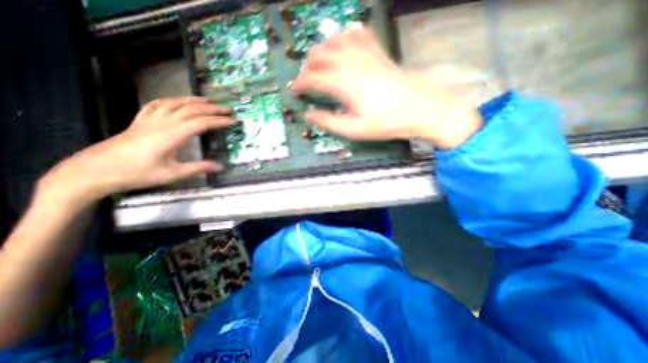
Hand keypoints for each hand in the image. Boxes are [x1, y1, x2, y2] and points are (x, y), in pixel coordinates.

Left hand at [36, 96, 234, 205]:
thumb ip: (198, 168)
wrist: (93, 171)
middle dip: (212, 108)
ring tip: (208, 100)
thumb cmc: (136, 174)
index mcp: (171, 135)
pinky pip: (156, 105)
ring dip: (193, 100)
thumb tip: (221, 167)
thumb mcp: (172, 174)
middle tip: (228, 109)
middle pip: (191, 110)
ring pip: (174, 103)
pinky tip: (177, 101)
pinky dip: (171, 100)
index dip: (219, 121)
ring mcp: (149, 120)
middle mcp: (161, 123)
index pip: (201, 123)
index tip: (233, 121)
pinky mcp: (139, 121)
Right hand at [290, 27, 480, 149]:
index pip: (312, 77)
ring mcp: (365, 54)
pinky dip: (347, 37)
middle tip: (308, 80)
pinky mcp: (378, 52)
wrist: (419, 109)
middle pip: (320, 53)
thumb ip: (328, 122)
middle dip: (308, 66)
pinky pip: (359, 35)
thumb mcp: (353, 129)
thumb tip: (308, 115)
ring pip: (335, 40)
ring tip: (321, 63)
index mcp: (342, 83)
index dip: (300, 83)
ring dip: (323, 50)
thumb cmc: (385, 122)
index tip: (295, 90)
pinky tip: (345, 45)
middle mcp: (350, 63)